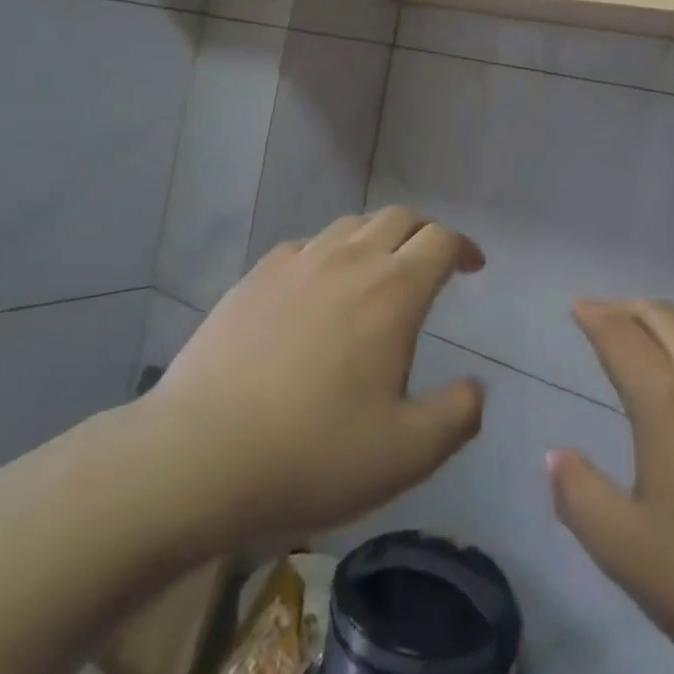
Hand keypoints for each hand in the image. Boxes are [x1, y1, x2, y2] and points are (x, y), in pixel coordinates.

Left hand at [142, 209, 485, 556]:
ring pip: (351, 224)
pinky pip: (306, 246)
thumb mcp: (406, 453)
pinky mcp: (254, 277)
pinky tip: (318, 286)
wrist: (198, 456)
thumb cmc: (313, 453)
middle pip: (399, 217)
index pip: (441, 240)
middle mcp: (350, 260)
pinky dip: (329, 253)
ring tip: (379, 269)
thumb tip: (475, 390)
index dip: (464, 247)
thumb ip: (456, 416)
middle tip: (432, 260)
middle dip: (425, 231)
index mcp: (394, 290)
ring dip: (378, 236)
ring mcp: (297, 263)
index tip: (473, 267)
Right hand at [548, 300, 673, 673]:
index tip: (578, 307)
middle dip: (629, 309)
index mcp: (667, 399)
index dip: (595, 317)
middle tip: (606, 315)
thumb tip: (556, 456)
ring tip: (652, 337)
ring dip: (670, 322)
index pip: (621, 336)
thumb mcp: (627, 551)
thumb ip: (580, 497)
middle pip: (664, 317)